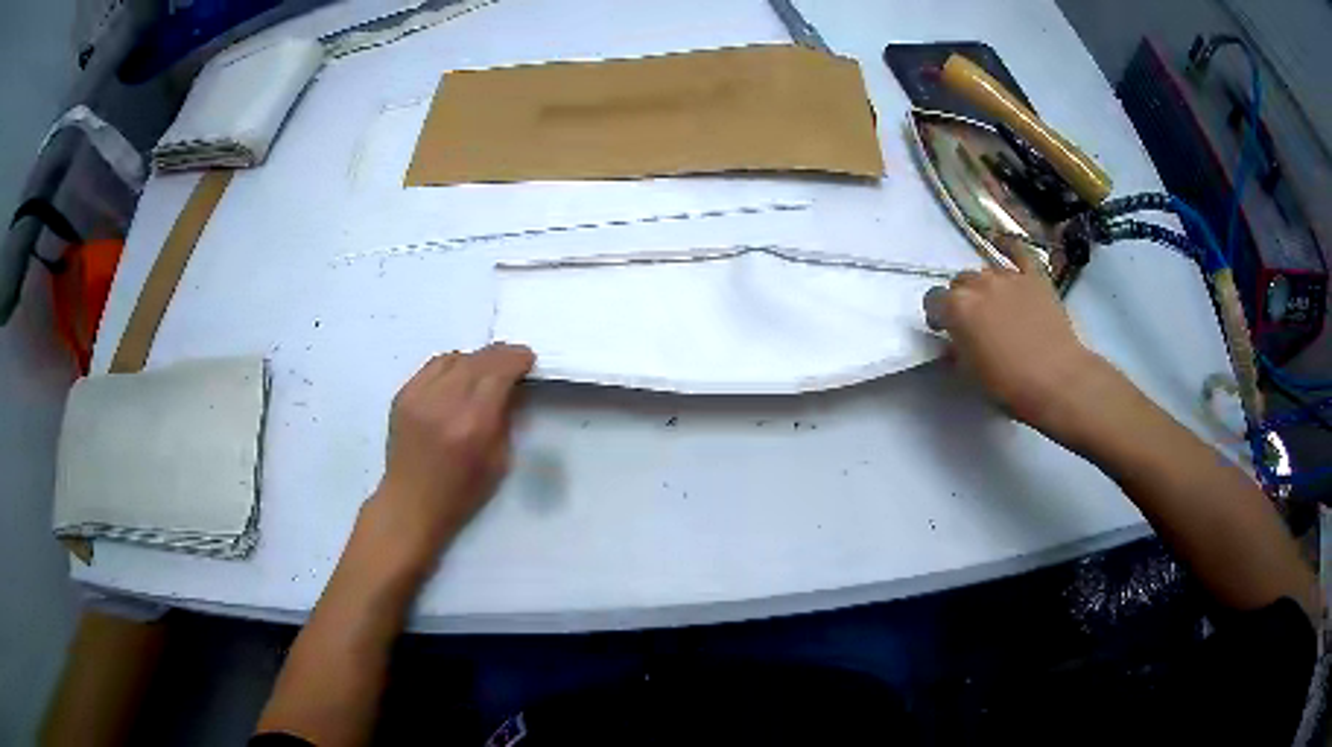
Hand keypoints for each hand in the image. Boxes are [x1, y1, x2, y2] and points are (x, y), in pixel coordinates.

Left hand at [368, 343, 534, 566]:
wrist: (411, 503)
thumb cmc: (461, 492)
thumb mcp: (498, 461)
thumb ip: (505, 419)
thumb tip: (511, 388)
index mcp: (473, 424)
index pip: (498, 373)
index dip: (516, 360)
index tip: (527, 359)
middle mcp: (444, 404)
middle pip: (477, 360)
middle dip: (499, 355)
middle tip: (513, 357)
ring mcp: (419, 397)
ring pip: (454, 358)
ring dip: (475, 359)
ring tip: (485, 367)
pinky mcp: (403, 396)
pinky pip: (432, 366)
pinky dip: (451, 365)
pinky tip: (459, 375)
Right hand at [923, 246, 1109, 436]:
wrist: (1057, 380)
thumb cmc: (1009, 385)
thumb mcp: (970, 374)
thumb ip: (957, 350)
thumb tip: (954, 341)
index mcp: (957, 308)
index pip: (933, 300)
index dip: (937, 315)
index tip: (944, 330)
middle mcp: (979, 284)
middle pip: (960, 283)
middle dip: (961, 299)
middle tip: (973, 323)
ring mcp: (1008, 277)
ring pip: (986, 272)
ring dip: (984, 286)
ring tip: (995, 306)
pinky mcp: (1034, 277)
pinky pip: (1018, 251)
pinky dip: (1007, 246)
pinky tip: (1000, 242)